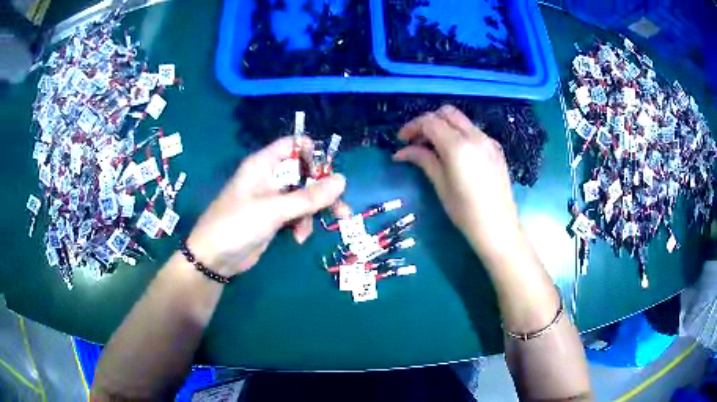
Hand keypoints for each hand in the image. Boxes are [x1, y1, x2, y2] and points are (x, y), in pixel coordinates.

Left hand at [186, 137, 345, 276]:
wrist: (215, 258)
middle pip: (303, 173)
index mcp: (263, 164)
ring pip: (303, 196)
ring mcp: (271, 198)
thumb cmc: (238, 224)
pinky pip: (296, 214)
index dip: (312, 154)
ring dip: (315, 211)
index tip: (329, 172)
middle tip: (341, 207)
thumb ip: (309, 196)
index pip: (292, 145)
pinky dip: (302, 224)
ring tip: (323, 227)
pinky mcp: (273, 217)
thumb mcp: (274, 209)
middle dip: (322, 190)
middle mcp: (268, 177)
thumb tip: (342, 180)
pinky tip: (299, 238)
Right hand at [393, 105, 521, 262]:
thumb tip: (402, 151)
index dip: (412, 127)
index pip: (430, 122)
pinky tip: (454, 153)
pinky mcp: (496, 149)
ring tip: (433, 147)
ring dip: (444, 126)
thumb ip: (423, 160)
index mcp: (458, 146)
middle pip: (447, 113)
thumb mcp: (441, 186)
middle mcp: (475, 136)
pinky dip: (459, 134)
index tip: (401, 140)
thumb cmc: (465, 212)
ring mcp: (489, 141)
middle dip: (428, 121)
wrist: (499, 228)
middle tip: (416, 140)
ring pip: (462, 120)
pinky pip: (474, 131)